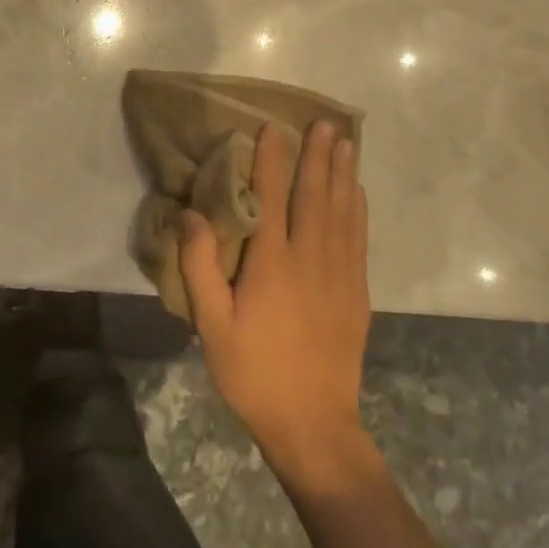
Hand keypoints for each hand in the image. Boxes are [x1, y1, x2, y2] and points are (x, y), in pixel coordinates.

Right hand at [181, 121, 371, 481]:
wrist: (314, 426)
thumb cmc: (254, 373)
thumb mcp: (212, 325)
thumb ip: (201, 266)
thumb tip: (190, 214)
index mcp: (272, 264)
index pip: (272, 198)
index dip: (272, 160)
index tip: (275, 128)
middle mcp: (310, 259)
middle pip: (315, 196)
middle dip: (318, 156)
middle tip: (325, 122)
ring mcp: (340, 275)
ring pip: (342, 212)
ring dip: (343, 174)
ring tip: (345, 142)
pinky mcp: (357, 293)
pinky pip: (359, 239)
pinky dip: (358, 209)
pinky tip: (357, 191)